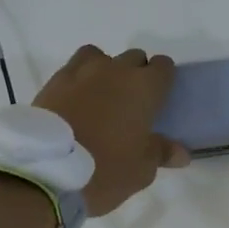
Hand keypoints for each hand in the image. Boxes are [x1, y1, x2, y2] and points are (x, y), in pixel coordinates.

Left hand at [35, 46, 189, 215]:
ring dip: (106, 70)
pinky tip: (76, 101)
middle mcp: (115, 70)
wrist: (47, 171)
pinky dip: (79, 79)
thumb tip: (181, 152)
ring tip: (101, 97)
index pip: (164, 67)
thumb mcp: (141, 170)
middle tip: (131, 104)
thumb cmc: (106, 169)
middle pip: (134, 58)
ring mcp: (81, 72)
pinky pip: (74, 68)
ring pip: (101, 57)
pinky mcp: (54, 81)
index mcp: (144, 88)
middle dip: (136, 75)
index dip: (163, 81)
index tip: (159, 100)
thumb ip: (161, 153)